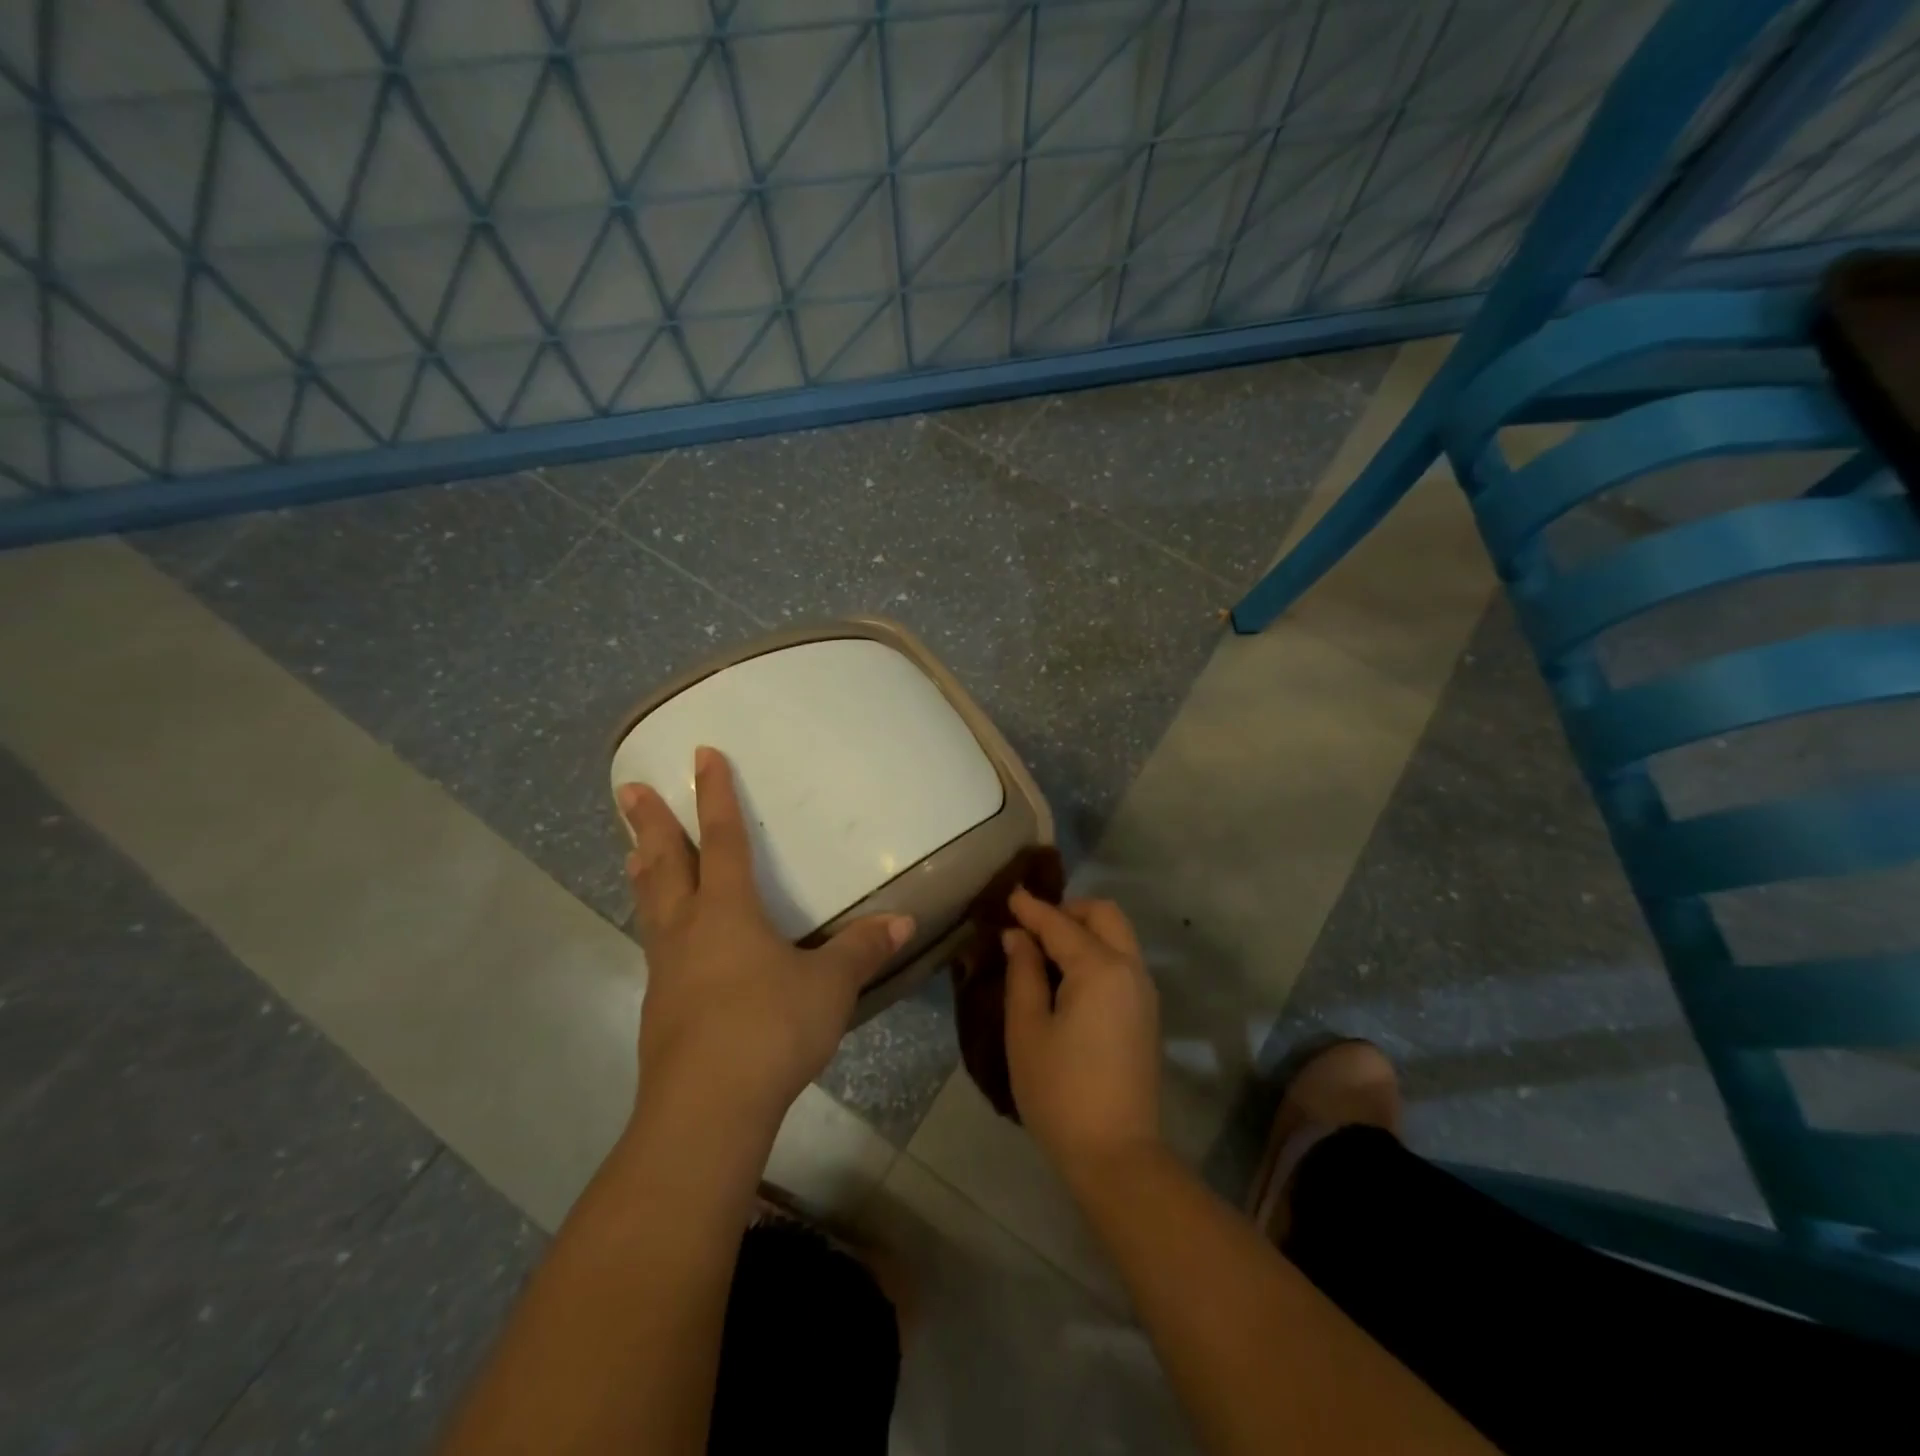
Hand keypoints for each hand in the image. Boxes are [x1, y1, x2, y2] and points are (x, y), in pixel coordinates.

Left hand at [618, 746, 913, 1131]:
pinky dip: (655, 924)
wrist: (706, 1109)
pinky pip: (656, 947)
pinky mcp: (659, 1008)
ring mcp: (667, 970)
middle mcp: (689, 929)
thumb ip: (863, 950)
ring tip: (630, 849)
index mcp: (728, 911)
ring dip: (643, 871)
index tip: (700, 754)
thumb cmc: (769, 1029)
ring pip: (651, 905)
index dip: (713, 795)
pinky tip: (666, 941)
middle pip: (665, 864)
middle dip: (649, 823)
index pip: (721, 839)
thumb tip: (904, 920)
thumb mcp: (829, 986)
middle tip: (628, 788)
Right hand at [1002, 888, 1160, 1180]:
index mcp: (1100, 968)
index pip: (1060, 924)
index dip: (1031, 908)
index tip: (1008, 895)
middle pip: (1103, 915)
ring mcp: (1144, 991)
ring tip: (1045, 949)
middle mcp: (1130, 969)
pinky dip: (1097, 951)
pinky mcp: (1146, 1013)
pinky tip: (1068, 975)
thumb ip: (1023, 974)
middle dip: (1067, 910)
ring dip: (1084, 930)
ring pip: (1118, 936)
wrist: (1117, 1155)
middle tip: (1031, 926)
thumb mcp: (1027, 1030)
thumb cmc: (1060, 1092)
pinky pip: (1122, 961)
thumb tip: (1018, 937)